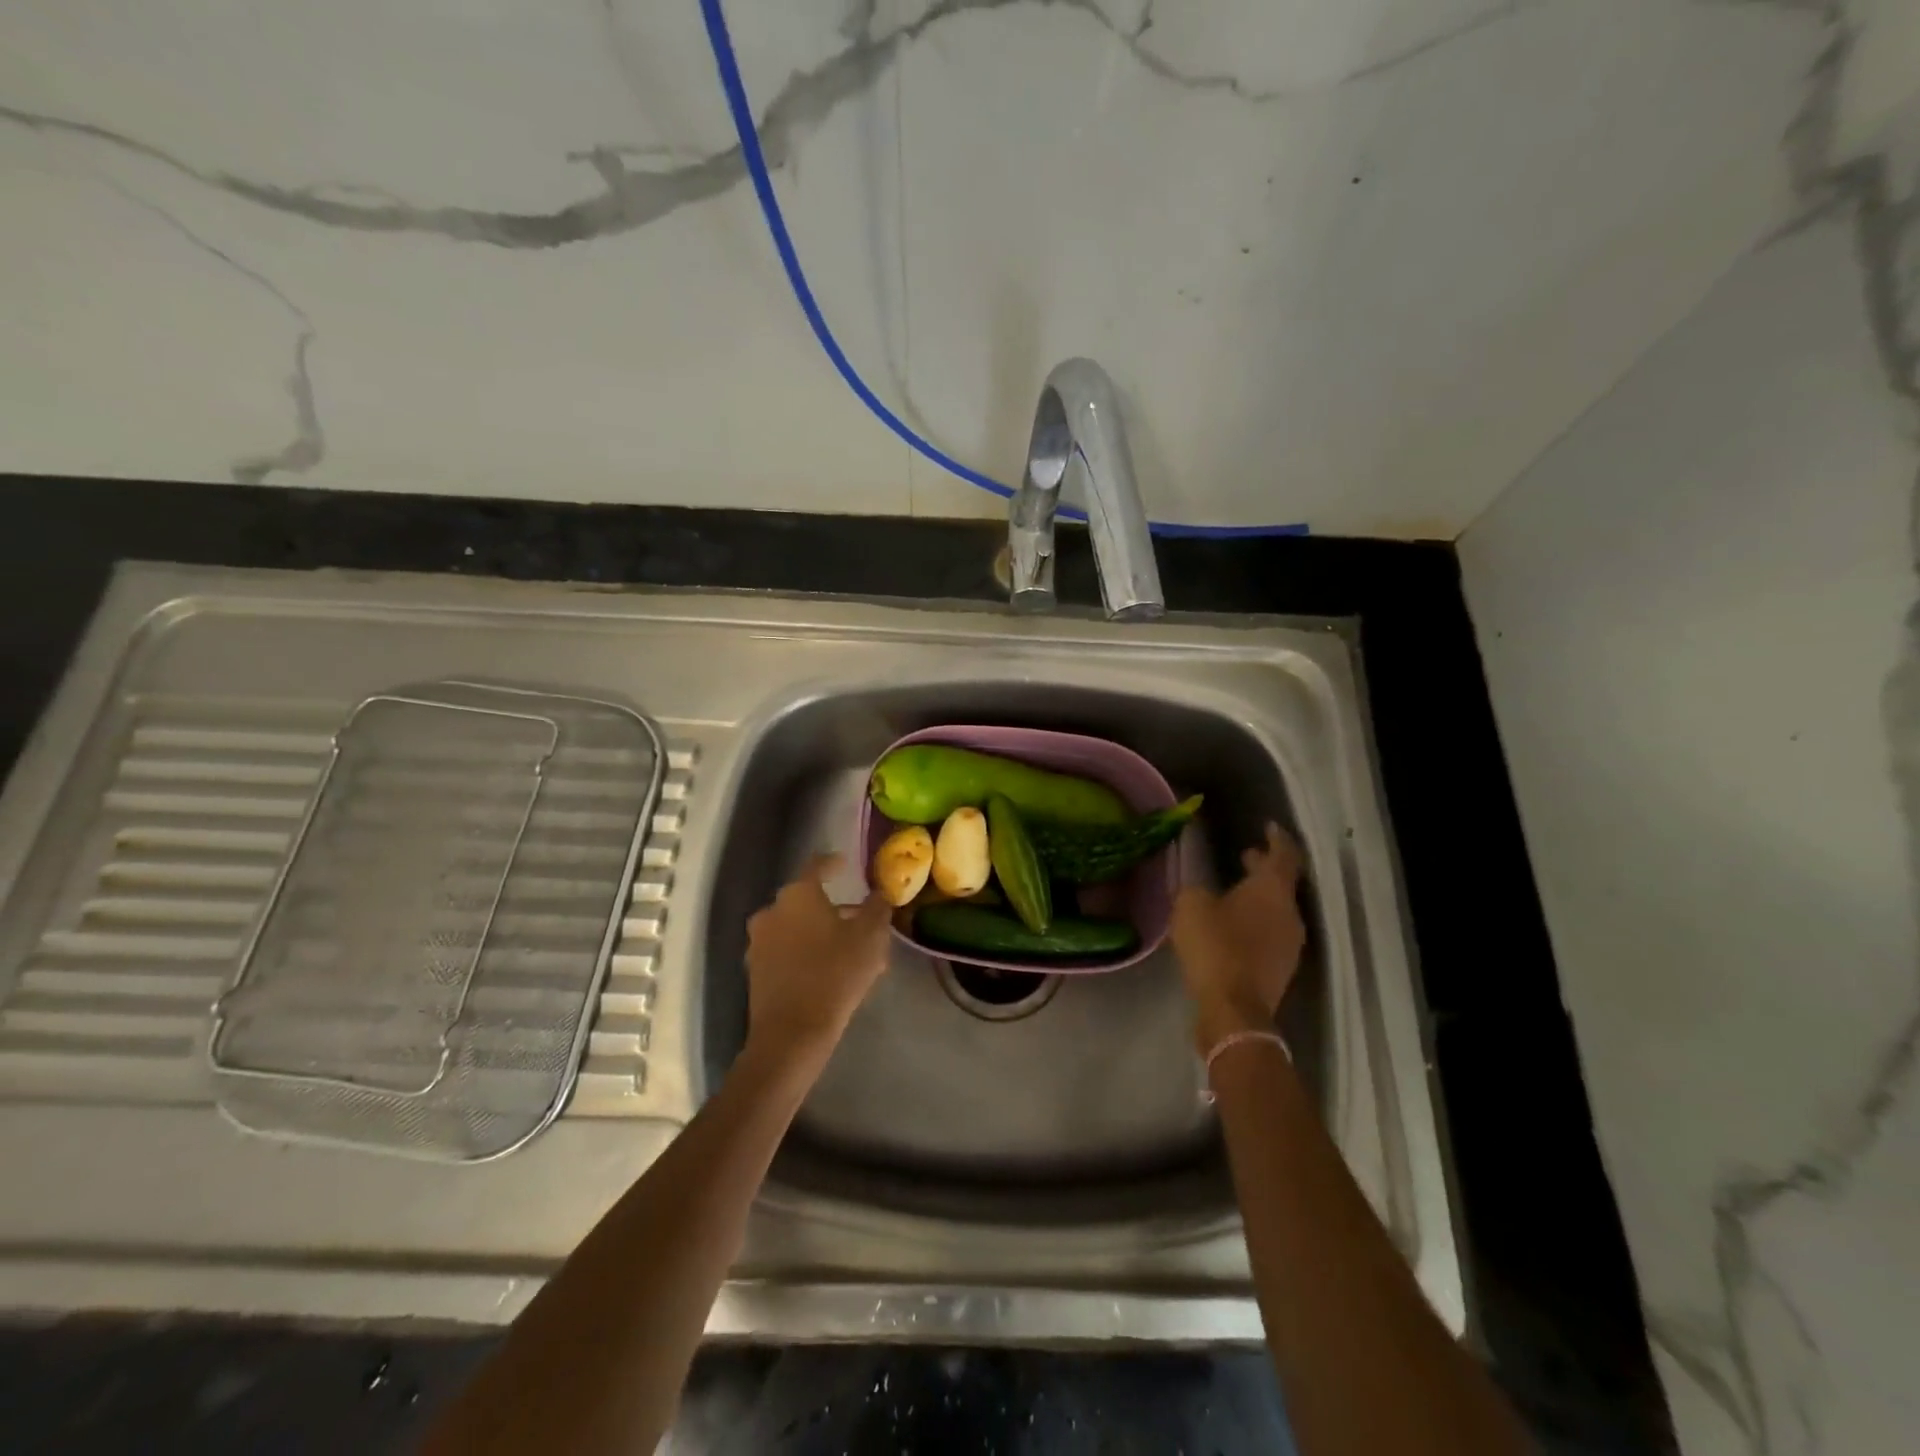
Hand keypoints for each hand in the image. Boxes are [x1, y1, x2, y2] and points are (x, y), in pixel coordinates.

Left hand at [744, 854, 892, 1062]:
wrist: (792, 1033)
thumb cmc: (835, 974)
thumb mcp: (870, 937)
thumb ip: (877, 909)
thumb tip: (879, 894)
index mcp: (798, 894)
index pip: (817, 866)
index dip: (833, 863)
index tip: (845, 864)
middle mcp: (772, 910)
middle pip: (805, 900)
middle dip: (831, 907)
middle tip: (857, 919)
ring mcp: (759, 941)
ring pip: (796, 927)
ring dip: (818, 932)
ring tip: (847, 950)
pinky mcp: (755, 970)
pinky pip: (785, 951)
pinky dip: (804, 952)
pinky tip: (827, 970)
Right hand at [1172, 823, 1307, 1053]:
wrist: (1233, 1009)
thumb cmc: (1214, 946)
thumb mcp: (1191, 905)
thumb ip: (1196, 889)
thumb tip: (1201, 890)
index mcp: (1272, 890)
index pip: (1283, 855)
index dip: (1277, 838)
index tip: (1269, 826)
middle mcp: (1289, 914)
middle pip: (1281, 883)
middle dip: (1263, 868)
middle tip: (1245, 856)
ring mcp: (1289, 945)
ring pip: (1276, 910)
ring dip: (1258, 898)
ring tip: (1233, 892)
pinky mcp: (1279, 970)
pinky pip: (1270, 935)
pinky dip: (1254, 923)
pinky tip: (1231, 926)